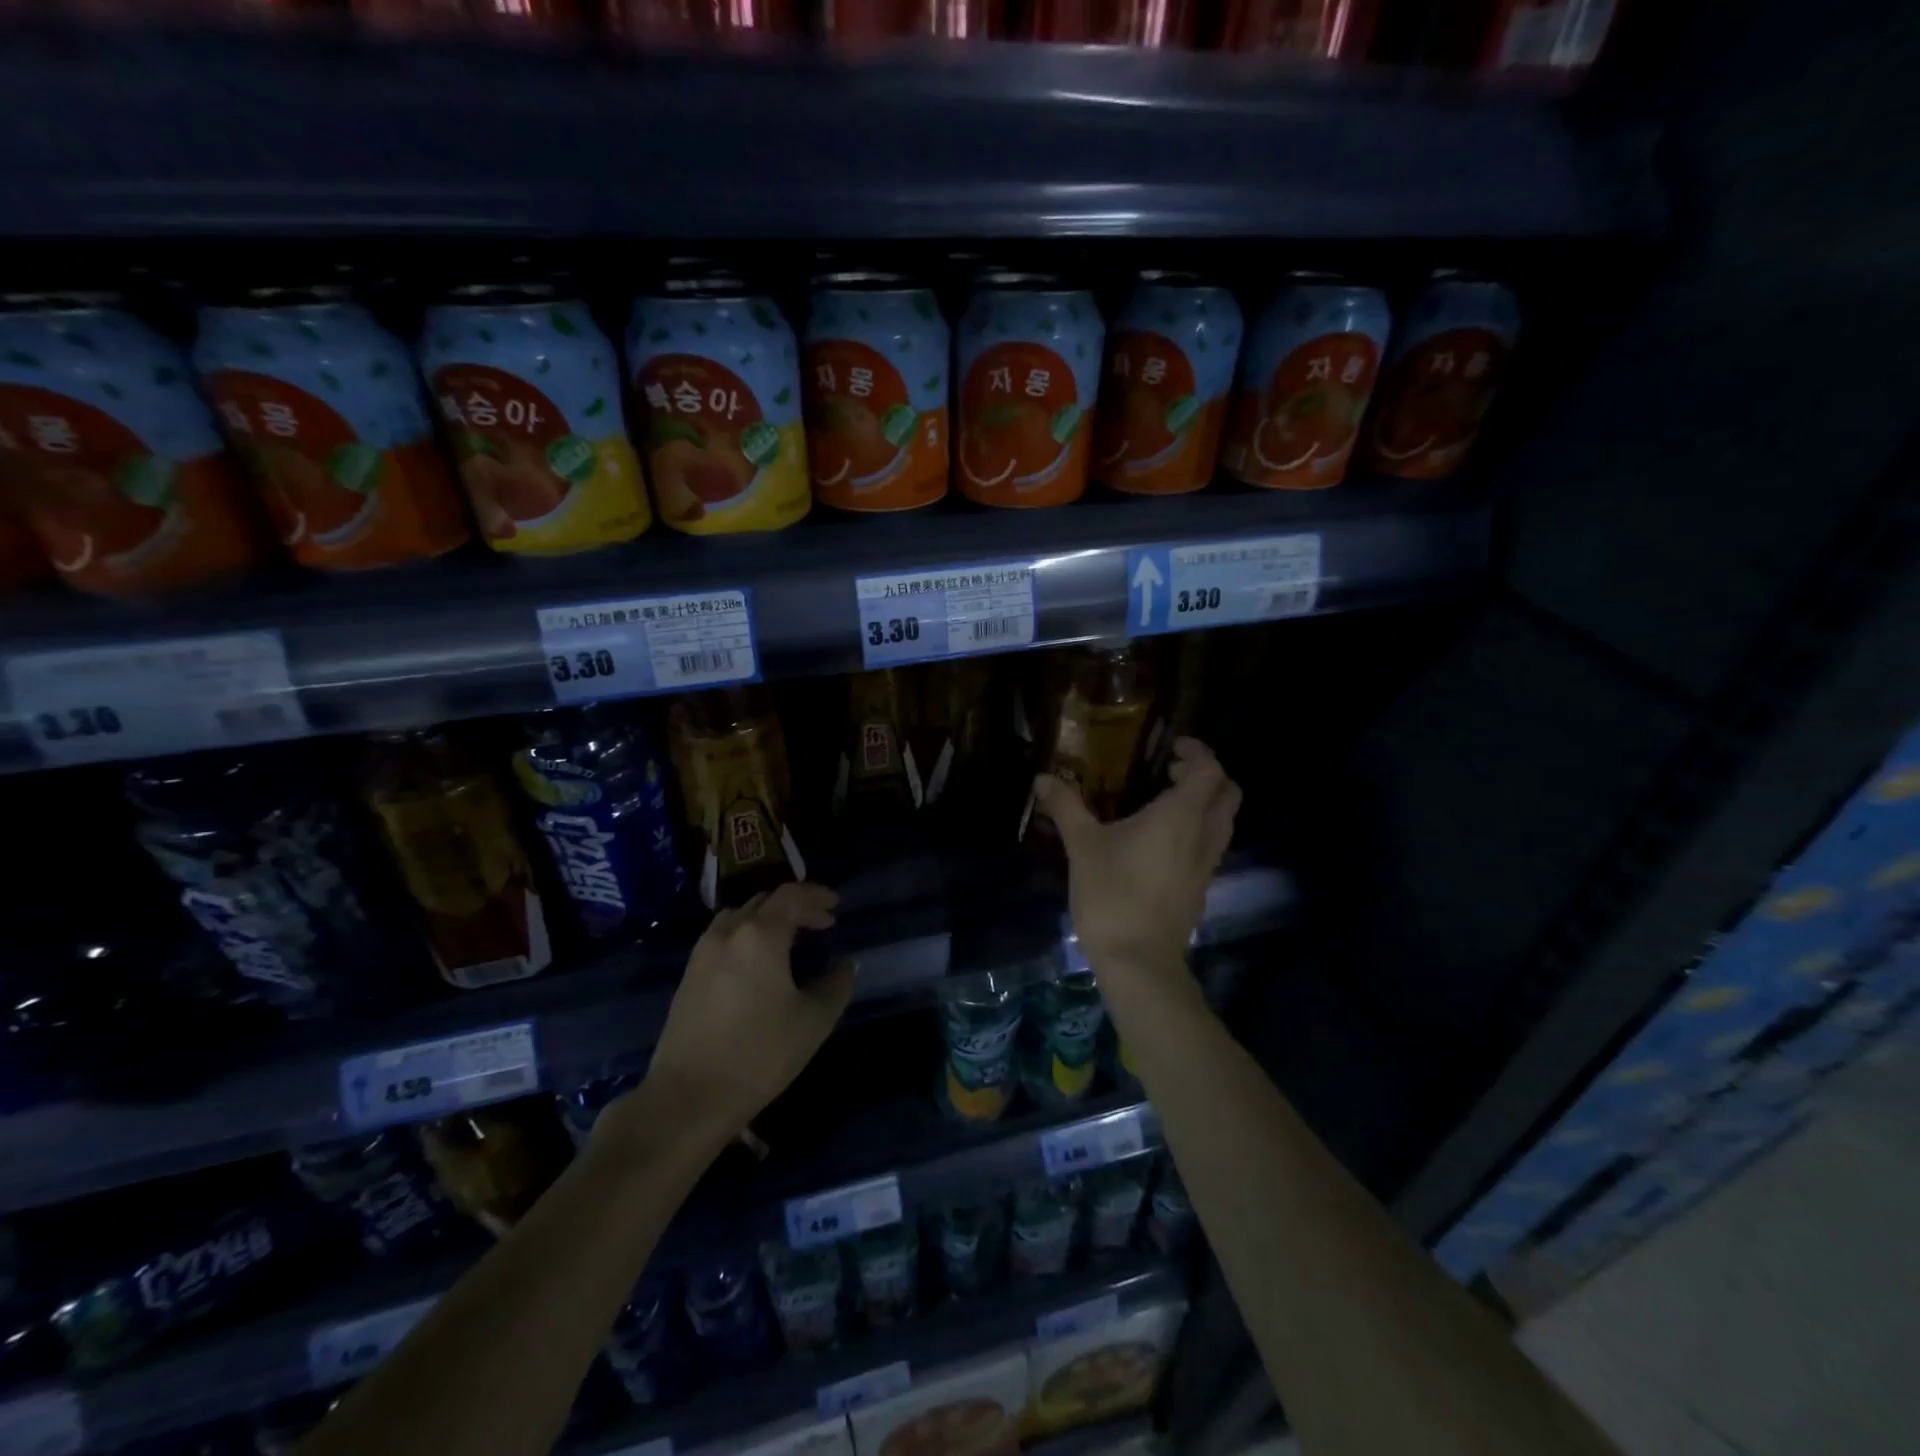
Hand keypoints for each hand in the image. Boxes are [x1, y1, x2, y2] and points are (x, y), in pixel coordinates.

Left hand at [637, 883, 852, 1144]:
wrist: (688, 1097)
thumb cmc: (759, 1054)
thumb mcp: (813, 1021)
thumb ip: (836, 984)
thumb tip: (846, 963)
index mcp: (760, 935)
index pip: (791, 895)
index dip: (816, 894)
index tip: (836, 906)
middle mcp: (728, 933)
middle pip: (764, 901)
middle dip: (795, 907)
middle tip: (820, 924)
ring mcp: (703, 953)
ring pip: (740, 917)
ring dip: (767, 919)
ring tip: (790, 940)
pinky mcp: (688, 976)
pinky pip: (723, 938)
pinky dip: (747, 936)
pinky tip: (758, 963)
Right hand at [1034, 737, 1241, 978]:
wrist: (1138, 960)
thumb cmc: (1112, 893)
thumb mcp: (1082, 846)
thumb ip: (1066, 807)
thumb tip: (1043, 778)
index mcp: (1181, 816)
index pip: (1210, 770)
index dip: (1198, 752)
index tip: (1172, 748)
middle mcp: (1204, 835)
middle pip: (1228, 793)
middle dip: (1207, 775)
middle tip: (1170, 772)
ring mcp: (1207, 864)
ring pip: (1224, 822)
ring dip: (1205, 804)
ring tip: (1165, 803)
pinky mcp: (1201, 888)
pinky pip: (1211, 846)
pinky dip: (1198, 830)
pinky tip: (1162, 842)